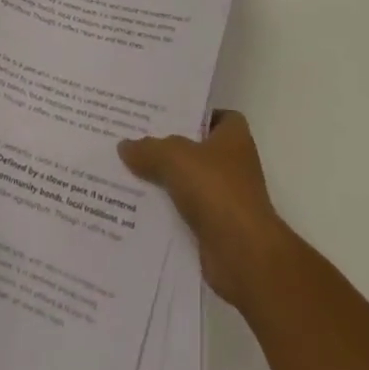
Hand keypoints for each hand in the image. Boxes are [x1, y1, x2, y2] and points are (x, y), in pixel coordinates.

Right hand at [119, 111, 293, 307]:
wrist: (243, 255)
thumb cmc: (217, 190)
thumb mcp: (175, 157)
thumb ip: (149, 149)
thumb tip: (124, 146)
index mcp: (233, 137)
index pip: (214, 115)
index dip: (191, 113)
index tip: (161, 115)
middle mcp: (233, 165)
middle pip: (195, 149)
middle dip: (167, 147)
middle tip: (132, 140)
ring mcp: (225, 198)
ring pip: (186, 182)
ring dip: (163, 182)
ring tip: (126, 172)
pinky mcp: (214, 229)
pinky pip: (183, 213)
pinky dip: (165, 212)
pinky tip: (136, 208)